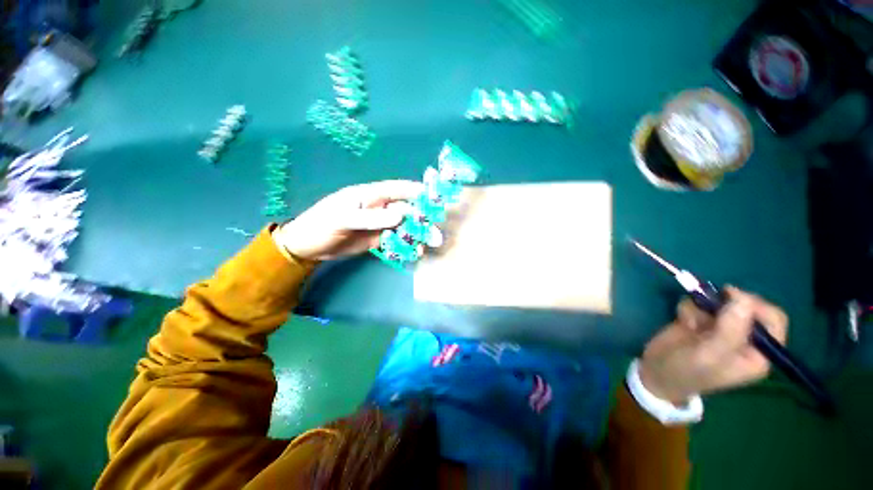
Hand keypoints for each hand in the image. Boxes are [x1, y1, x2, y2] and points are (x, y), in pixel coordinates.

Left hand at [272, 180, 421, 261]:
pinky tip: (414, 252)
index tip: (435, 199)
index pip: (398, 189)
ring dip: (417, 234)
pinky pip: (396, 240)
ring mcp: (380, 224)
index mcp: (371, 195)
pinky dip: (406, 245)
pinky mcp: (378, 239)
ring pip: (404, 226)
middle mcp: (379, 208)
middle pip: (406, 210)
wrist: (308, 247)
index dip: (417, 191)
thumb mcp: (343, 218)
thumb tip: (399, 215)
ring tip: (427, 245)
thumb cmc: (322, 224)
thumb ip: (370, 217)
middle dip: (422, 219)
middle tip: (435, 233)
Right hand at [638, 287, 787, 403]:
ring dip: (703, 305)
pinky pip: (700, 304)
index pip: (773, 321)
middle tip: (706, 304)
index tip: (730, 297)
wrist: (655, 372)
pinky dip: (690, 307)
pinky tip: (682, 320)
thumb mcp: (708, 355)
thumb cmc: (687, 371)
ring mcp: (722, 329)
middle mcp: (744, 339)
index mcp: (757, 353)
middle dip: (726, 302)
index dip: (756, 306)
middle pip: (748, 307)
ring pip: (721, 302)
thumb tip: (743, 298)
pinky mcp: (701, 321)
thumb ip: (729, 330)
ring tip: (689, 321)